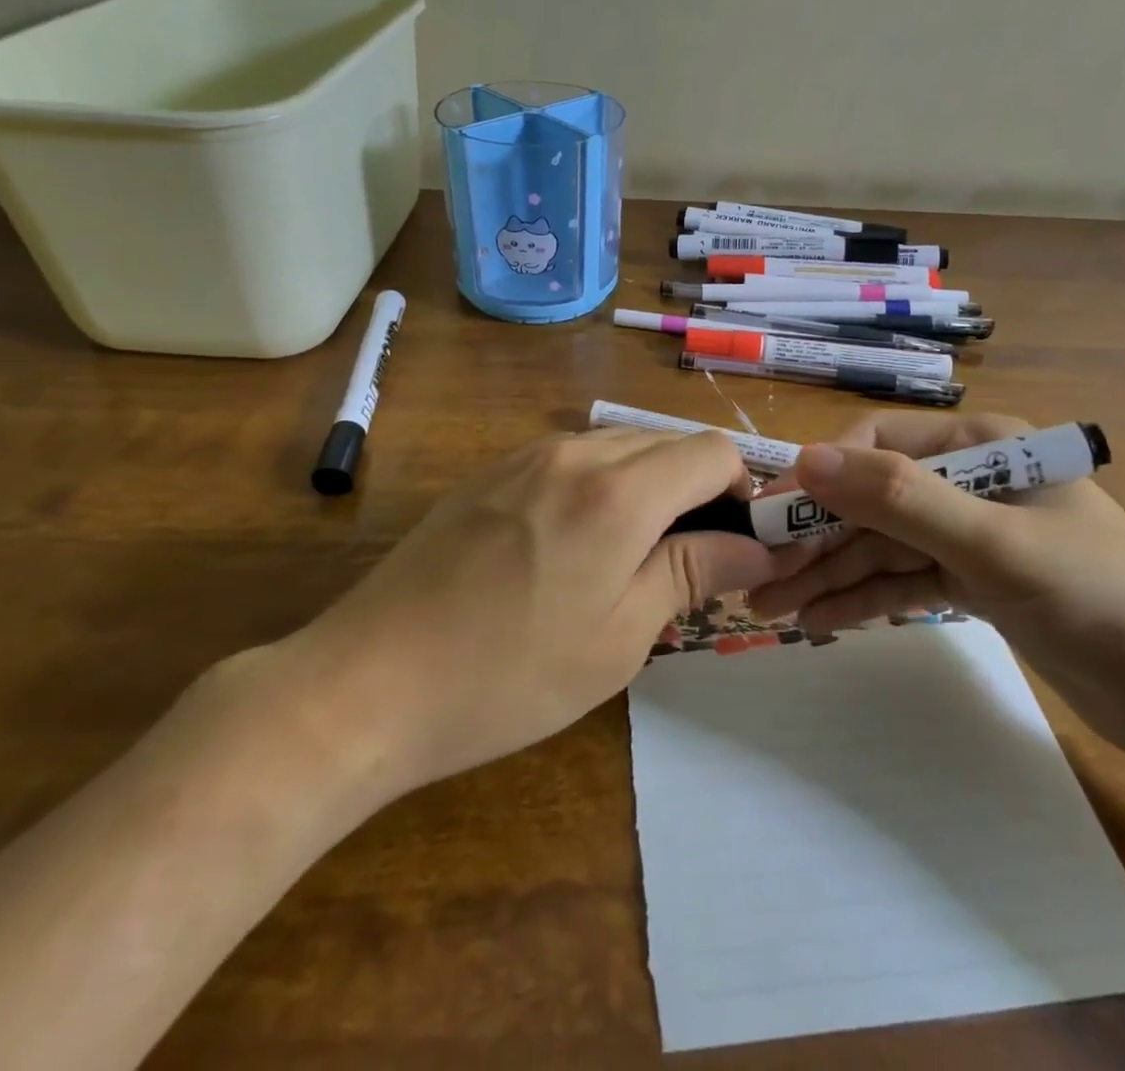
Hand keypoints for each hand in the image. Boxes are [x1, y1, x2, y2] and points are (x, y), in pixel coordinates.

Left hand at [225, 428, 791, 815]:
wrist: (367, 682)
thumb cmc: (508, 675)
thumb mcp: (620, 637)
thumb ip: (693, 573)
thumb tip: (757, 547)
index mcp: (619, 490)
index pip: (714, 451)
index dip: (740, 492)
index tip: (733, 547)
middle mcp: (577, 451)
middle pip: (669, 443)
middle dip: (697, 491)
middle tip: (687, 564)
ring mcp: (527, 455)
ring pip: (621, 447)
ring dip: (648, 488)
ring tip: (629, 560)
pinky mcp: (492, 471)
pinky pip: (572, 459)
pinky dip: (600, 487)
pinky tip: (571, 548)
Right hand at [748, 412, 1124, 760]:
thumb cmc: (1101, 598)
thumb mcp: (994, 543)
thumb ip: (900, 498)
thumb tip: (806, 458)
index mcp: (982, 445)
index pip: (878, 444)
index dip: (819, 475)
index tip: (768, 517)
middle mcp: (970, 480)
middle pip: (872, 499)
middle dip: (816, 537)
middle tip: (757, 579)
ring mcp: (970, 533)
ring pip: (882, 545)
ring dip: (829, 574)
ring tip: (770, 609)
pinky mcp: (974, 582)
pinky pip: (904, 580)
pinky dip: (865, 599)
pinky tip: (820, 622)